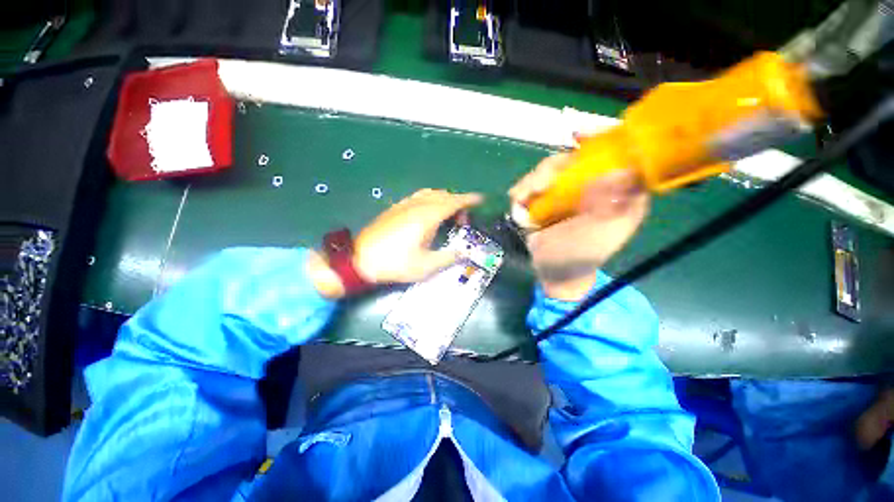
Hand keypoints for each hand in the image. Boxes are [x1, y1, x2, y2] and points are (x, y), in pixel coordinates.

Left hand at [354, 189, 482, 283]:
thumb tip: (462, 252)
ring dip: (444, 200)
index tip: (480, 199)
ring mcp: (405, 205)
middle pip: (443, 195)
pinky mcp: (395, 208)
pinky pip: (419, 197)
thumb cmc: (395, 263)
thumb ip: (447, 257)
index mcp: (427, 217)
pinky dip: (431, 200)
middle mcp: (417, 205)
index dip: (468, 199)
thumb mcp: (425, 266)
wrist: (361, 259)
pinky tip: (429, 214)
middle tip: (464, 219)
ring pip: (430, 194)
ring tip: (449, 215)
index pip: (453, 202)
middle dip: (458, 202)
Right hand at [509, 153, 648, 300]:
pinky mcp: (546, 198)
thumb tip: (623, 169)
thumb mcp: (601, 234)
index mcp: (617, 192)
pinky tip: (518, 198)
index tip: (578, 137)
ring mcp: (567, 191)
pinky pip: (534, 183)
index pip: (618, 155)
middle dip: (555, 167)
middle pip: (576, 158)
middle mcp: (593, 185)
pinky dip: (524, 189)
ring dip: (534, 180)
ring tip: (522, 197)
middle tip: (539, 185)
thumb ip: (612, 205)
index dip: (602, 140)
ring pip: (551, 169)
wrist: (553, 271)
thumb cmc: (581, 256)